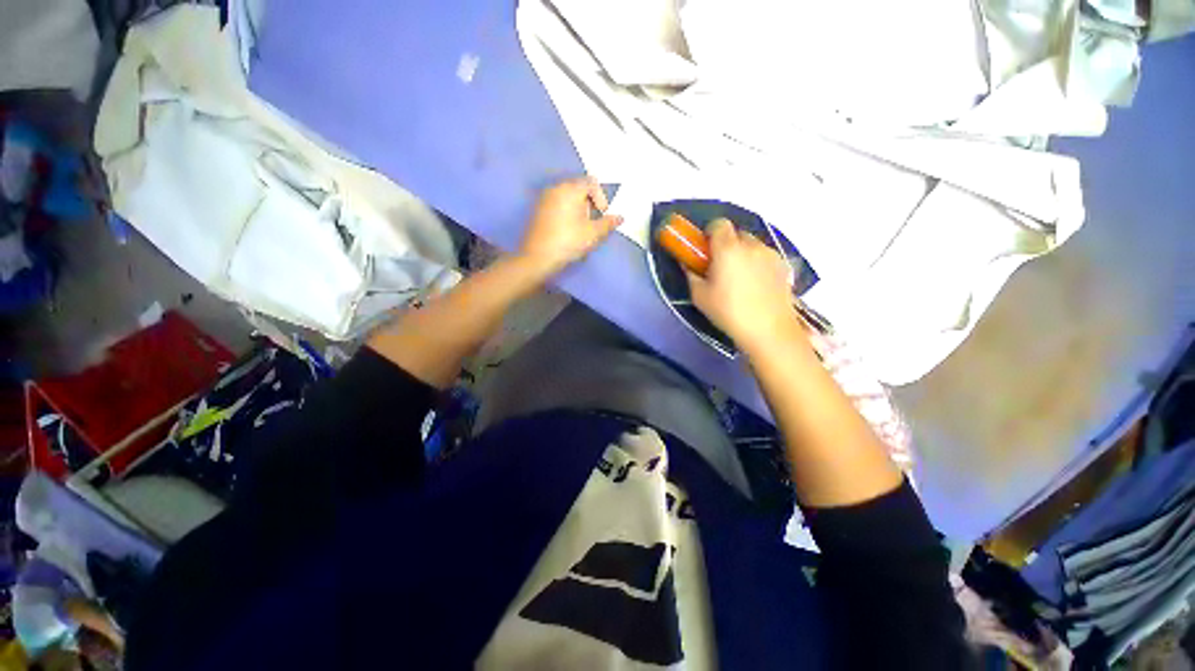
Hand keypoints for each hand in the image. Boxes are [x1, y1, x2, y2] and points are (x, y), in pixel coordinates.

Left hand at [518, 178, 622, 275]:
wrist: (538, 257)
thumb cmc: (569, 242)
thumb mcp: (593, 234)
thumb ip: (608, 223)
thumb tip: (620, 217)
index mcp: (570, 189)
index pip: (592, 183)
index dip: (601, 198)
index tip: (602, 215)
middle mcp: (556, 188)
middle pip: (579, 188)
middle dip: (590, 203)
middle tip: (592, 223)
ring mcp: (544, 198)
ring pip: (568, 197)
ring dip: (578, 208)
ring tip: (580, 228)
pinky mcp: (538, 210)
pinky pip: (557, 204)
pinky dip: (566, 212)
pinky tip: (567, 230)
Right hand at [687, 219, 801, 352]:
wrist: (769, 330)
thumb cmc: (728, 312)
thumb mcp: (700, 296)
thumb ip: (691, 275)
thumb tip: (687, 264)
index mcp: (728, 249)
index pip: (718, 224)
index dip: (709, 234)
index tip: (705, 251)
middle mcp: (751, 245)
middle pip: (736, 233)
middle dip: (726, 245)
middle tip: (720, 267)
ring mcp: (770, 254)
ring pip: (752, 245)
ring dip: (742, 254)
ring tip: (739, 279)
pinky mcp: (783, 265)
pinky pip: (764, 256)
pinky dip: (757, 263)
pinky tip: (755, 286)